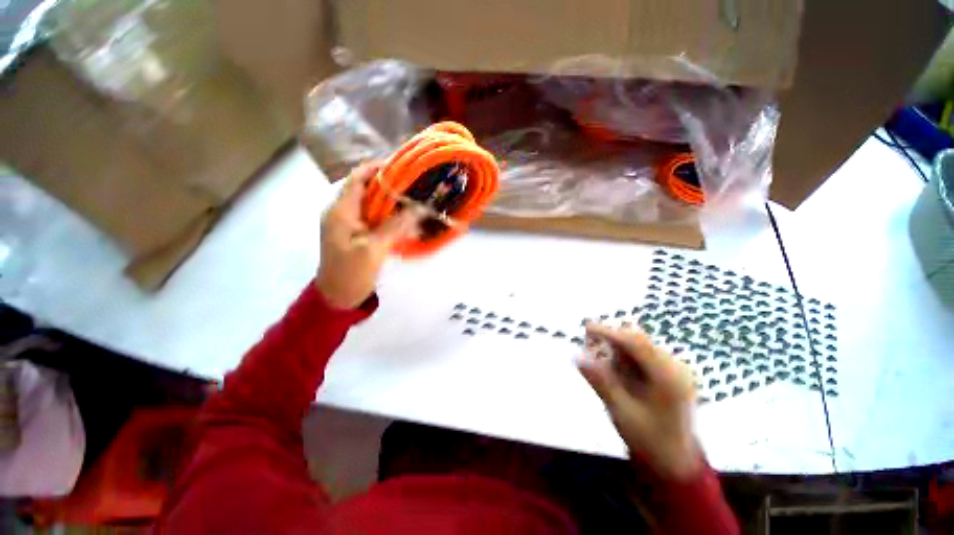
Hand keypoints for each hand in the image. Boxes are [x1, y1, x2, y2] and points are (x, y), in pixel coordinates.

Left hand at [315, 162, 420, 308]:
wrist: (337, 296)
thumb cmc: (351, 272)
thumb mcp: (374, 248)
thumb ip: (395, 226)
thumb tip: (418, 208)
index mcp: (341, 211)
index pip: (357, 179)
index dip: (375, 169)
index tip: (399, 166)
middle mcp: (343, 213)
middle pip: (366, 190)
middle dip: (389, 186)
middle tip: (413, 184)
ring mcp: (349, 225)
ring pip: (371, 206)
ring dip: (391, 203)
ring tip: (413, 201)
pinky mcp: (356, 235)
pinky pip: (374, 220)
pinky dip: (389, 218)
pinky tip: (405, 222)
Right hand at [577, 322, 702, 479]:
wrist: (675, 462)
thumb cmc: (649, 441)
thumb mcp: (622, 413)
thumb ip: (600, 382)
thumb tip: (577, 357)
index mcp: (668, 378)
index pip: (635, 343)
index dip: (609, 332)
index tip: (586, 327)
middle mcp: (675, 368)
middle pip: (638, 340)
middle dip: (611, 339)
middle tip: (588, 345)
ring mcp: (675, 370)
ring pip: (639, 346)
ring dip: (616, 349)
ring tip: (600, 362)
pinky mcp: (670, 374)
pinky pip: (642, 356)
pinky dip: (624, 358)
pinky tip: (615, 371)